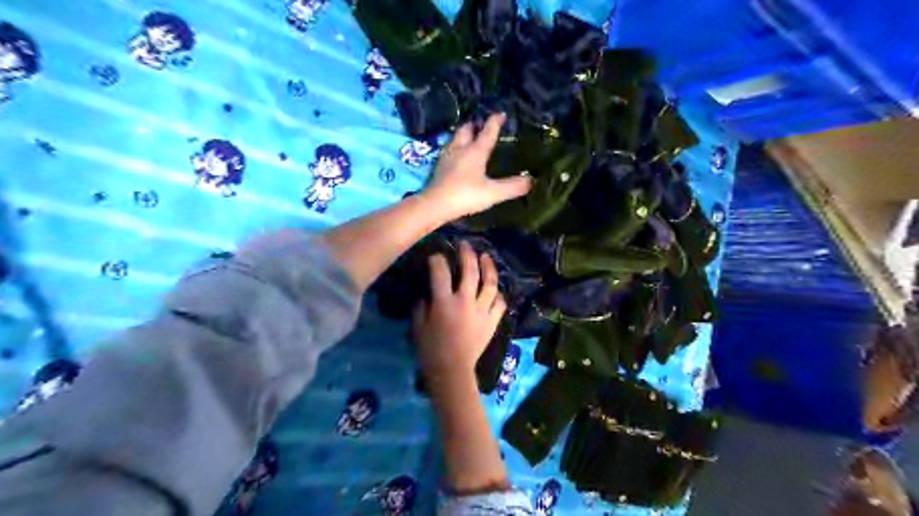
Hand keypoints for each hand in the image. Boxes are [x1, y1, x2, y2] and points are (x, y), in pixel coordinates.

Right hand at [414, 241, 505, 385]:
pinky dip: (498, 295)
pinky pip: (499, 303)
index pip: (440, 272)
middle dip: (467, 254)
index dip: (437, 260)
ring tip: (486, 257)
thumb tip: (428, 293)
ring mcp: (482, 311)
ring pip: (490, 284)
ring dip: (488, 267)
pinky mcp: (492, 321)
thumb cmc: (430, 350)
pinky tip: (495, 289)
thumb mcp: (418, 326)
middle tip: (465, 245)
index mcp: (444, 302)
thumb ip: (422, 306)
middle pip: (470, 271)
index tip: (436, 256)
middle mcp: (465, 302)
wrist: (452, 371)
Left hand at [420, 112, 527, 219]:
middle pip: (466, 130)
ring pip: (455, 139)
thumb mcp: (493, 193)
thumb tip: (531, 180)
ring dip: (463, 135)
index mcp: (475, 151)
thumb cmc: (465, 195)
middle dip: (474, 125)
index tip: (500, 113)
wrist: (435, 205)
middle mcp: (460, 149)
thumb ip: (512, 186)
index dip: (495, 122)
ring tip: (469, 137)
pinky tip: (456, 156)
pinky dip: (455, 148)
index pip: (487, 132)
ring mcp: (447, 157)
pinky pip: (449, 150)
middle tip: (481, 125)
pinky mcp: (439, 167)